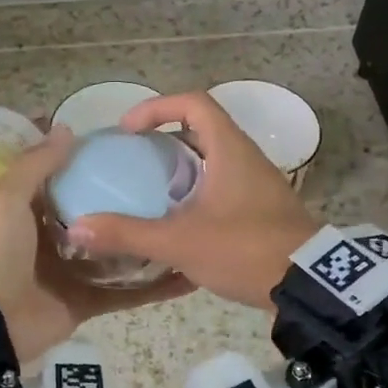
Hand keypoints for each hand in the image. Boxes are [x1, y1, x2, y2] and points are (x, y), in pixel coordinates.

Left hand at [0, 127, 191, 361]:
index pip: (72, 182)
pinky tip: (188, 275)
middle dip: (132, 205)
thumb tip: (68, 129)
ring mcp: (75, 273)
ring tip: (190, 225)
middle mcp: (57, 239)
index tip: (135, 149)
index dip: (98, 166)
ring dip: (148, 244)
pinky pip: (126, 294)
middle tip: (176, 187)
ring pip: (119, 255)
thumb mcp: (8, 198)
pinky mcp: (88, 302)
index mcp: (35, 212)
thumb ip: (36, 165)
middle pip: (102, 218)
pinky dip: (154, 289)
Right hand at [67, 92, 320, 308]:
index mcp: (230, 150)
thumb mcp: (181, 242)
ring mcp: (258, 184)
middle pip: (202, 129)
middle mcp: (246, 158)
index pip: (193, 103)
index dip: (156, 107)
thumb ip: (129, 234)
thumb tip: (79, 228)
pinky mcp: (262, 209)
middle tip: (134, 161)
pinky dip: (196, 192)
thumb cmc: (245, 250)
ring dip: (181, 168)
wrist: (308, 284)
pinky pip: (223, 186)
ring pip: (213, 160)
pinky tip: (178, 221)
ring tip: (149, 192)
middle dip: (164, 140)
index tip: (128, 130)